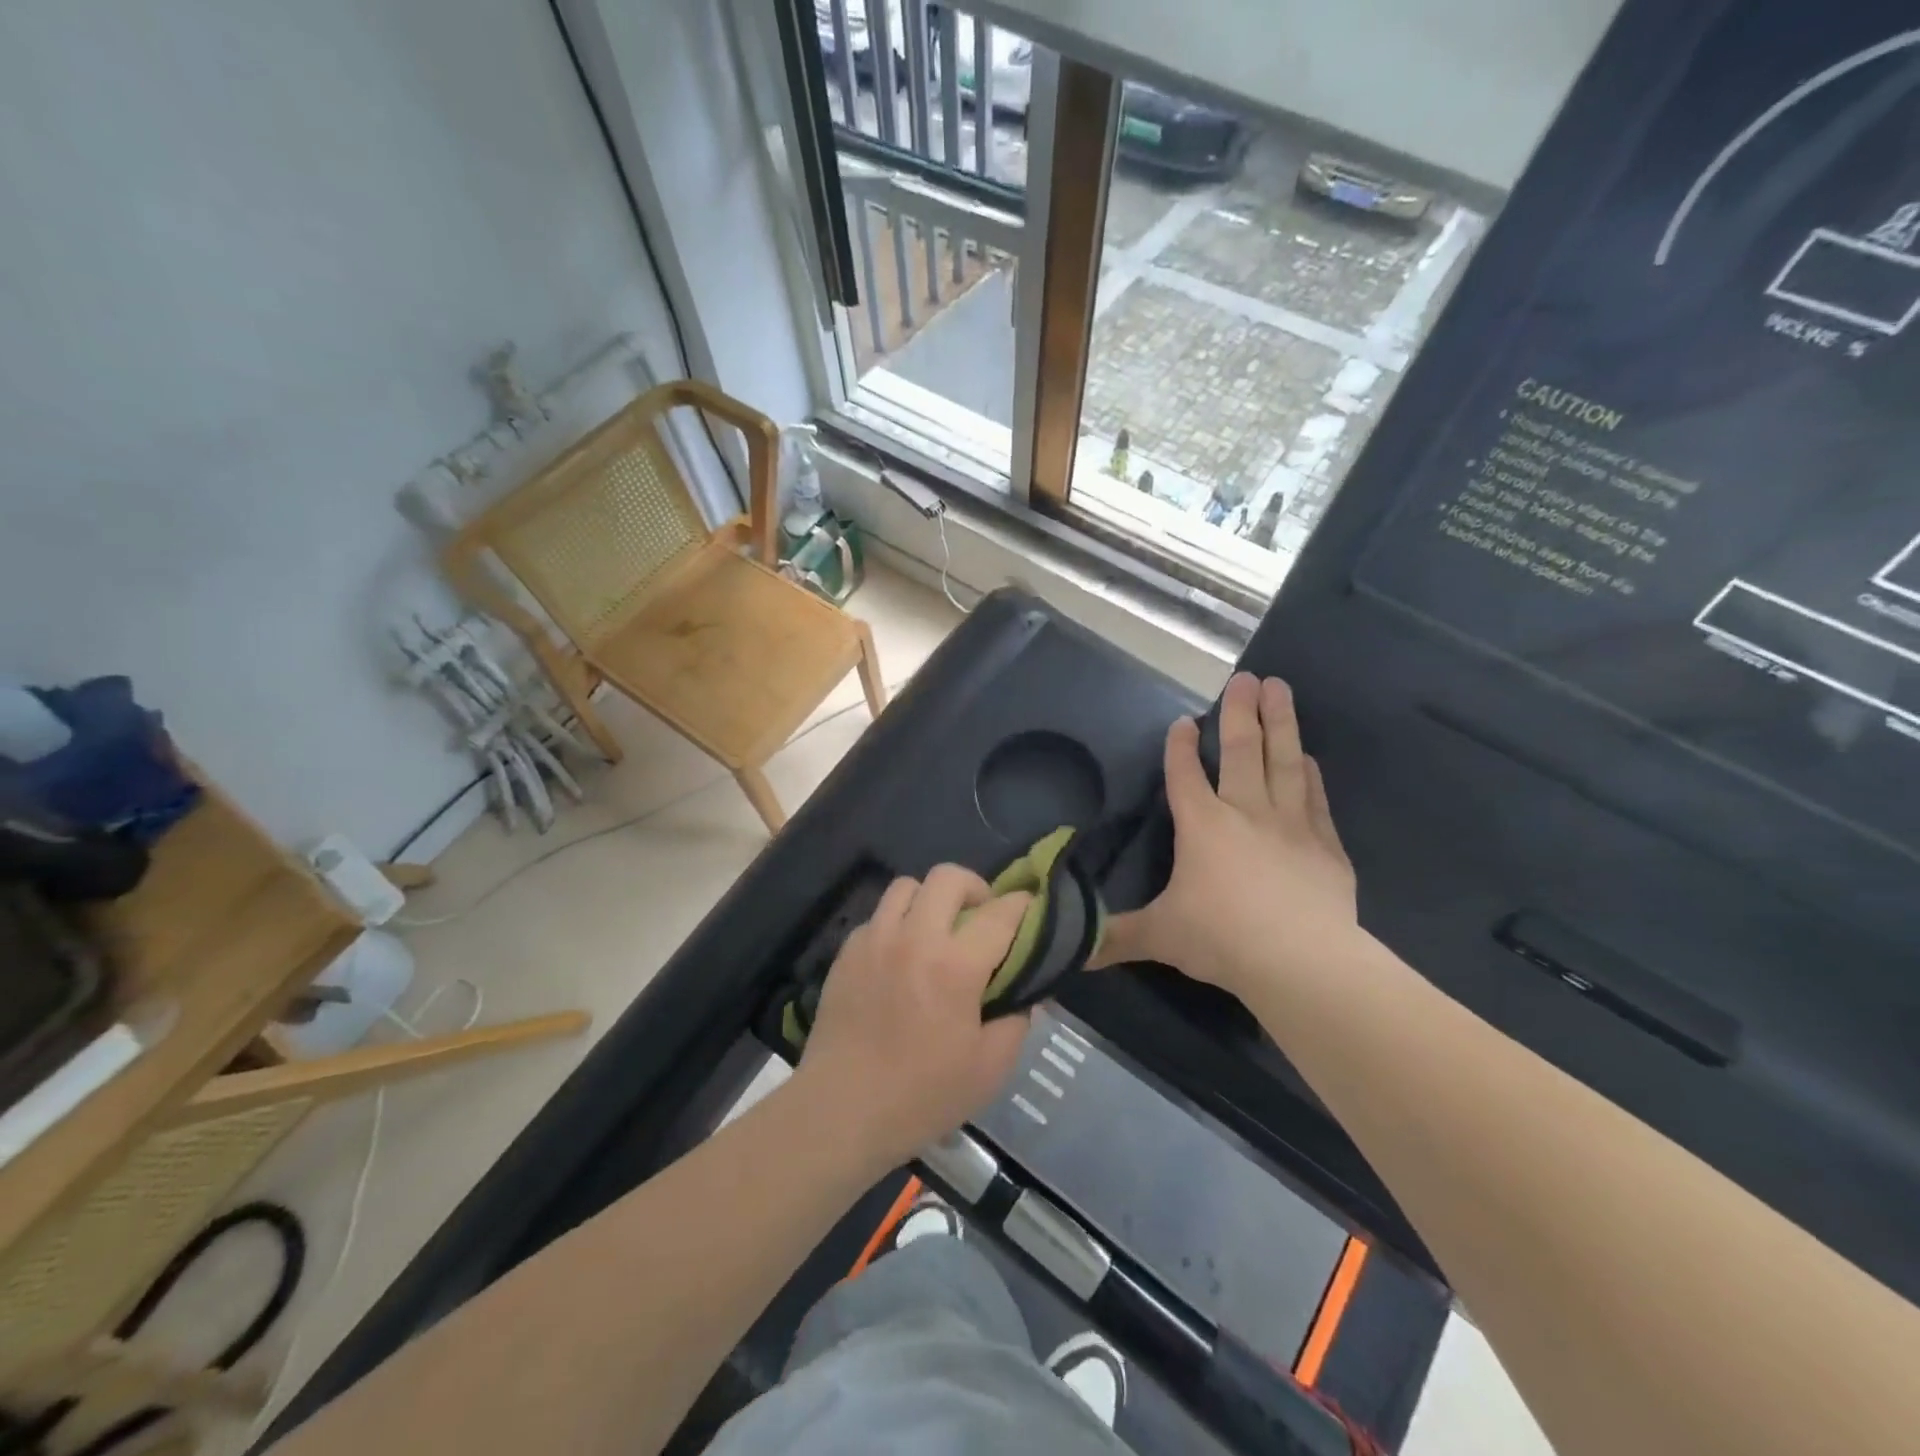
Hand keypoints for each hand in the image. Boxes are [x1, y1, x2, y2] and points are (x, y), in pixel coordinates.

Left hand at [796, 867, 1032, 1166]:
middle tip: (979, 918)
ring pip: (907, 885)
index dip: (1022, 905)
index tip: (1030, 909)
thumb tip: (1026, 991)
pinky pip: (878, 915)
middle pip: (948, 877)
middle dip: (974, 887)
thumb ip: (1016, 1020)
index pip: (1000, 913)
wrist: (841, 1110)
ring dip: (930, 899)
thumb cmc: (922, 1096)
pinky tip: (900, 957)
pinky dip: (896, 923)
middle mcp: (914, 938)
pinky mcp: (846, 952)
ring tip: (936, 930)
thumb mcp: (990, 1069)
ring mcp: (874, 940)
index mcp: (955, 966)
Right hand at [1093, 673, 1357, 1000]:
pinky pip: (1315, 798)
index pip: (1185, 775)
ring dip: (1281, 723)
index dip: (1181, 747)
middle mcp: (1245, 812)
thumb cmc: (1222, 938)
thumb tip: (1070, 952)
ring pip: (1284, 761)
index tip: (1184, 721)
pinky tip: (1309, 757)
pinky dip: (1310, 773)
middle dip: (1240, 712)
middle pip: (1242, 751)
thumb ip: (1116, 937)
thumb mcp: (1159, 936)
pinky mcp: (1325, 845)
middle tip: (1246, 677)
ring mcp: (1291, 824)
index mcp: (1202, 826)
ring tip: (1280, 687)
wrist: (1302, 961)